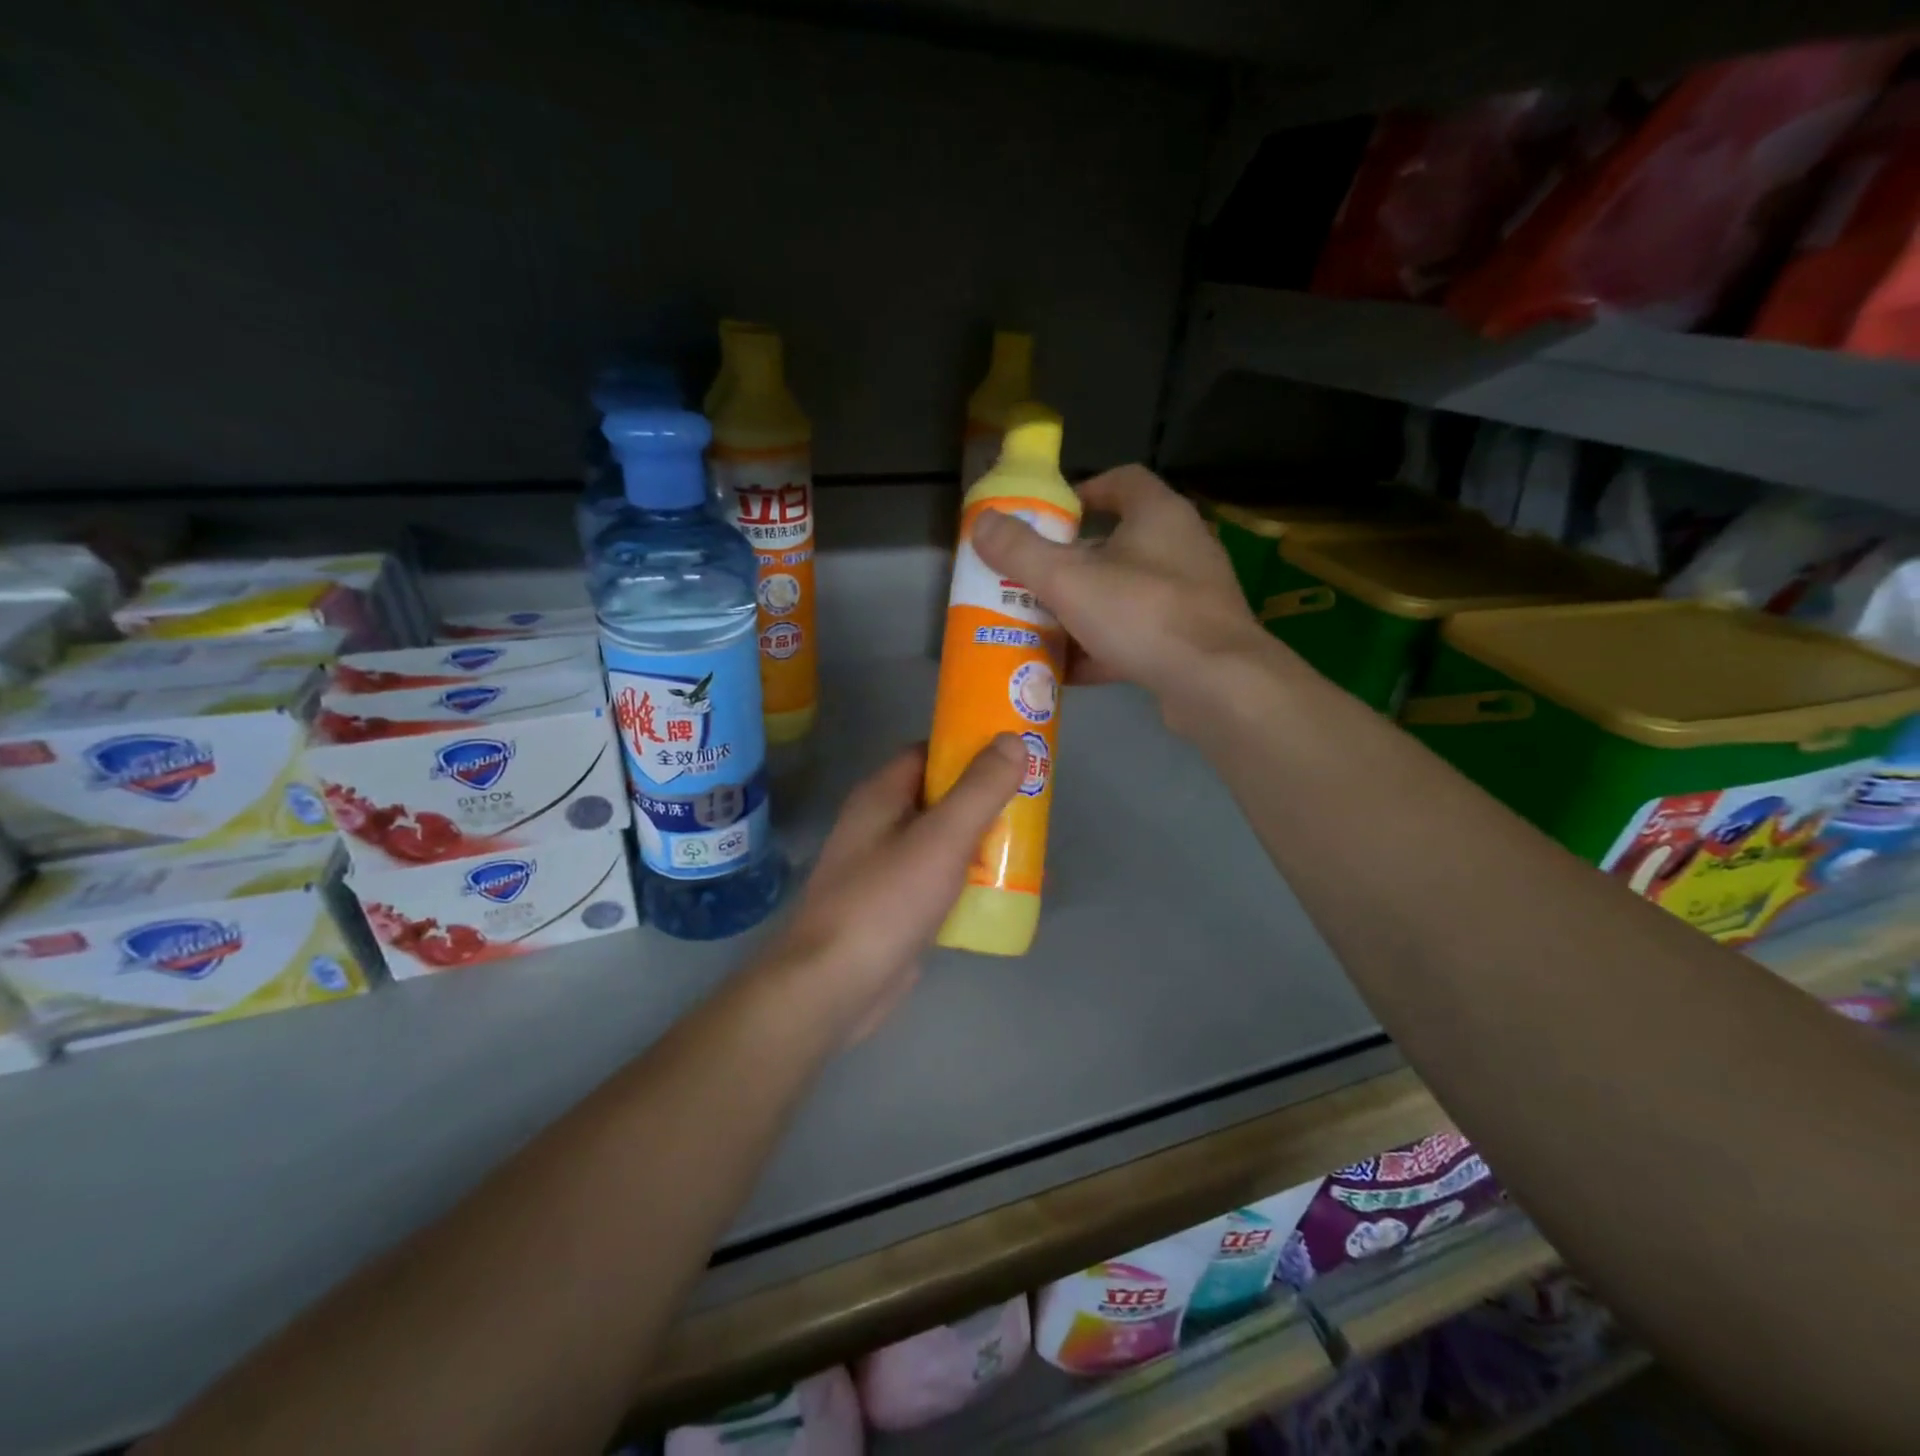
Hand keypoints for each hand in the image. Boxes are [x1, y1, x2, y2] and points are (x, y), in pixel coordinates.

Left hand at [766, 736, 1026, 1044]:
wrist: (835, 986)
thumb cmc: (886, 901)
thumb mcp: (941, 838)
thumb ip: (979, 789)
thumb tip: (1012, 739)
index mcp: (882, 795)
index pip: (929, 753)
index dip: (970, 749)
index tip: (1015, 755)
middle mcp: (880, 824)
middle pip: (940, 797)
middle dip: (985, 799)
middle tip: (1033, 804)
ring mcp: (886, 868)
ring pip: (943, 841)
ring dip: (981, 841)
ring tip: (1029, 847)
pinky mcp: (896, 907)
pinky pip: (940, 880)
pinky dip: (969, 880)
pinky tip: (1003, 892)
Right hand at [970, 464, 1264, 721]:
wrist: (1216, 684)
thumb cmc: (1143, 614)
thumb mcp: (1068, 580)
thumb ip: (1021, 552)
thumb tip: (981, 523)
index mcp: (1159, 515)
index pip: (1122, 481)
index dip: (1083, 491)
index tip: (1049, 517)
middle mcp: (1181, 548)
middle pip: (1118, 543)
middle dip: (1072, 562)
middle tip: (1033, 579)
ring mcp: (1190, 597)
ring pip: (1125, 594)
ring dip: (1084, 609)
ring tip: (1042, 626)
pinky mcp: (1191, 640)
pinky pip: (1137, 635)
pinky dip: (1103, 648)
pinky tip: (1069, 671)